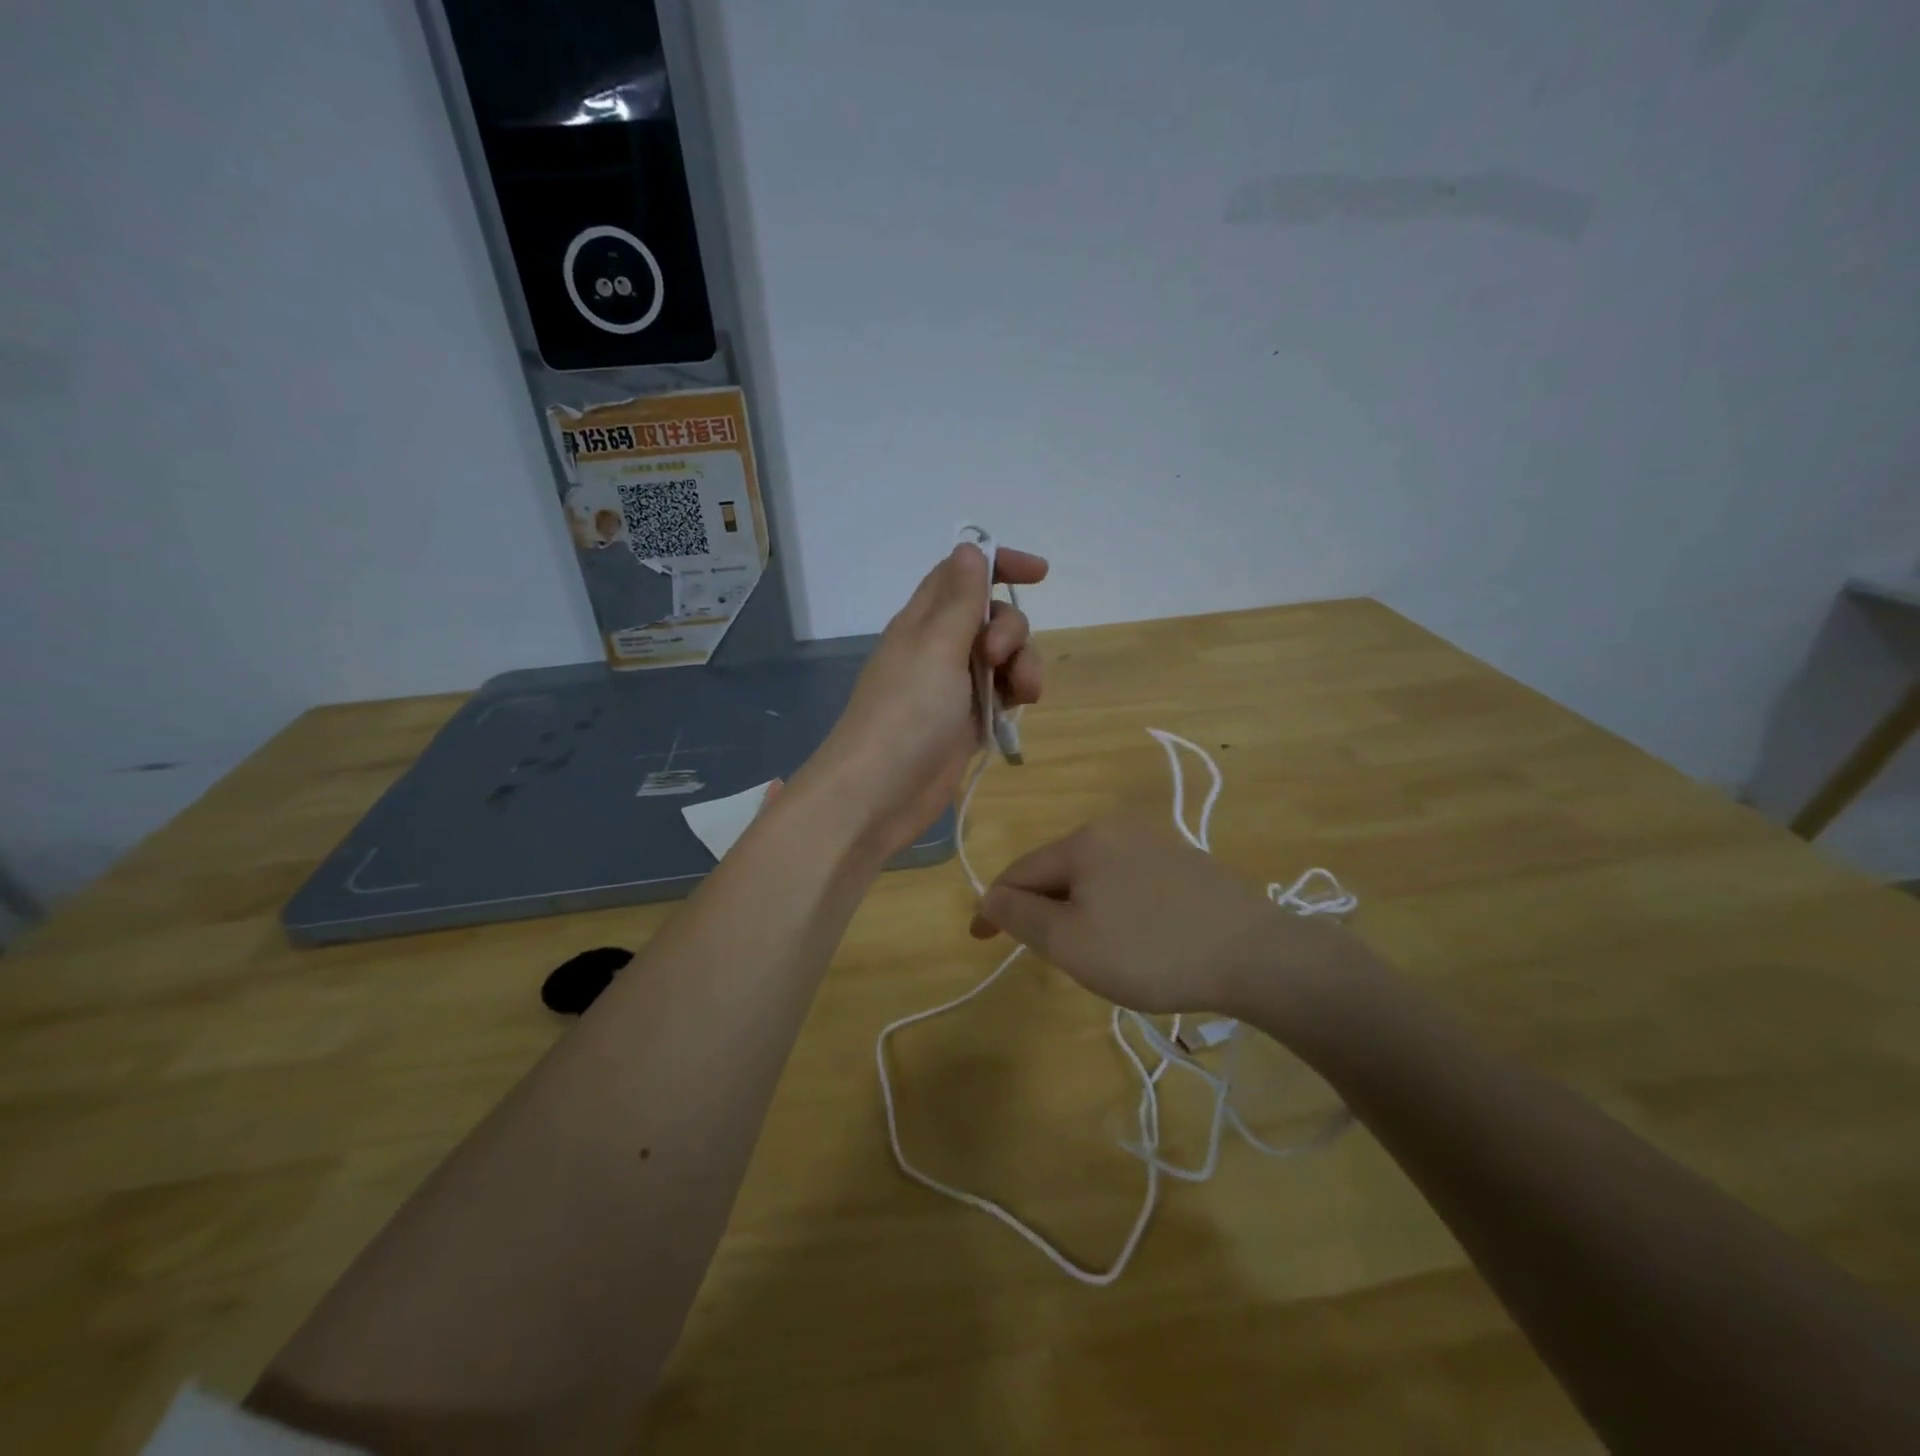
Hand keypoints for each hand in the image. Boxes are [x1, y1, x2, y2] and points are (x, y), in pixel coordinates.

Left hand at [802, 542, 1047, 857]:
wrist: (880, 792)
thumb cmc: (907, 712)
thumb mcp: (936, 647)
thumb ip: (960, 599)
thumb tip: (969, 546)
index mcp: (923, 621)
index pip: (962, 576)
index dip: (999, 565)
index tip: (1040, 572)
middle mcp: (938, 648)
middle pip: (991, 616)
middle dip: (1011, 628)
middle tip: (999, 655)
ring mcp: (953, 687)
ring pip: (1003, 657)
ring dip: (1023, 665)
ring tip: (1023, 693)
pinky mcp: (967, 721)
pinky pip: (1001, 693)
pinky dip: (1015, 694)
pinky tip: (1018, 710)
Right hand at [968, 818, 1354, 1016]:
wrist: (1255, 954)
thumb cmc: (1150, 951)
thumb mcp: (1071, 942)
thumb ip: (1021, 916)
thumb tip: (989, 896)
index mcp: (1083, 841)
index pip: (1020, 871)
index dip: (995, 906)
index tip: (981, 939)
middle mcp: (1115, 828)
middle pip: (1058, 869)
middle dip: (1042, 907)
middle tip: (1046, 953)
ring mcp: (1155, 841)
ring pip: (1094, 875)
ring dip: (1078, 907)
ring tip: (1091, 949)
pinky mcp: (1185, 861)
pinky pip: (1128, 879)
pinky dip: (1113, 905)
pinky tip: (1135, 935)